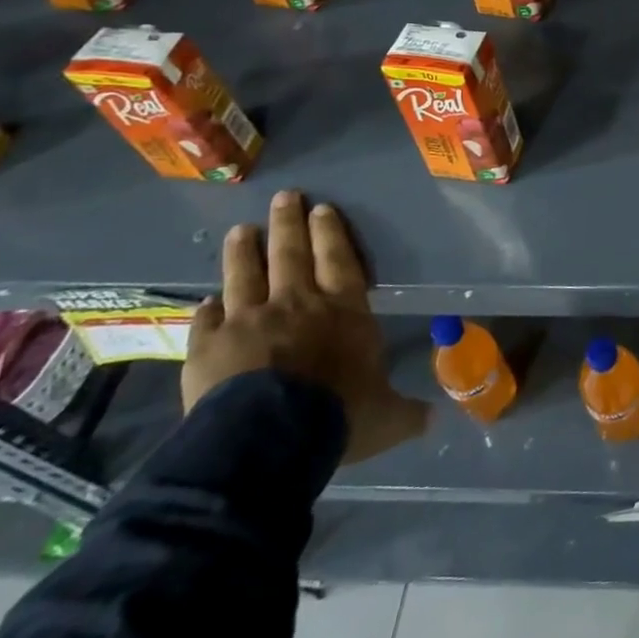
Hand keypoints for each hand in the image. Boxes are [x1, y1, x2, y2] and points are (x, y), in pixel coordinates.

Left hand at [183, 190, 424, 464]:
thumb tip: (434, 420)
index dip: (331, 233)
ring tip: (240, 230)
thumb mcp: (385, 417)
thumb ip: (406, 412)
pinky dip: (206, 310)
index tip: (322, 208)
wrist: (268, 440)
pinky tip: (204, 302)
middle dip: (288, 223)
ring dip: (243, 251)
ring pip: (245, 275)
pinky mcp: (208, 347)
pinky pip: (206, 321)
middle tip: (284, 197)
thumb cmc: (338, 416)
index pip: (339, 260)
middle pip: (291, 254)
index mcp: (343, 311)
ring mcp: (249, 321)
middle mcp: (297, 304)